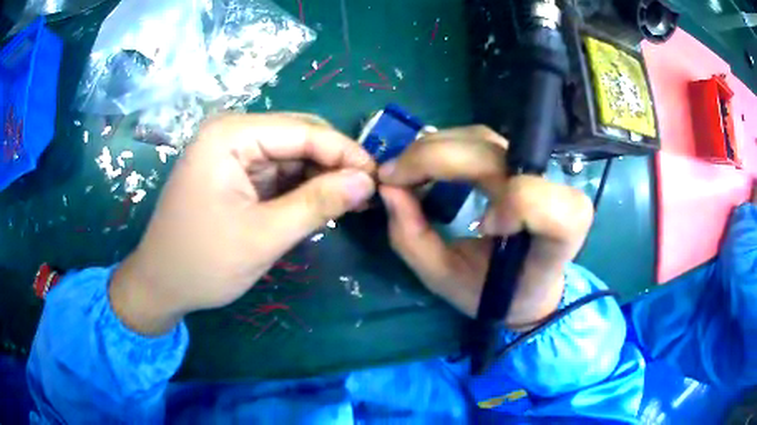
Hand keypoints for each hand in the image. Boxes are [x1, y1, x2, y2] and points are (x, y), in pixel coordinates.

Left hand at [110, 113, 375, 334]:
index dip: (345, 152)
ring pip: (291, 155)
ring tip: (349, 203)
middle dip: (334, 164)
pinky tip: (320, 204)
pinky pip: (278, 171)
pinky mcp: (234, 173)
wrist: (161, 285)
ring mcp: (231, 152)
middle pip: (298, 137)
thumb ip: (318, 203)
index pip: (303, 131)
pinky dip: (301, 187)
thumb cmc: (203, 262)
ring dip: (321, 177)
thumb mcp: (264, 236)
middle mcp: (230, 133)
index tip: (378, 179)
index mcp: (230, 135)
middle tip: (366, 195)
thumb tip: (367, 181)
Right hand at [378, 126, 592, 329]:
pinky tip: (428, 164)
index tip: (481, 227)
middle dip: (435, 159)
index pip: (546, 202)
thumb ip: (414, 240)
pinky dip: (446, 146)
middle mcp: (554, 194)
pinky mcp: (519, 160)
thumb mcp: (447, 280)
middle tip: (393, 178)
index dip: (513, 203)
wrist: (527, 284)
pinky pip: (480, 138)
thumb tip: (387, 188)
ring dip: (435, 149)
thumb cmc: (494, 291)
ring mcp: (536, 170)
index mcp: (555, 238)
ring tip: (406, 172)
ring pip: (482, 138)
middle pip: (494, 154)